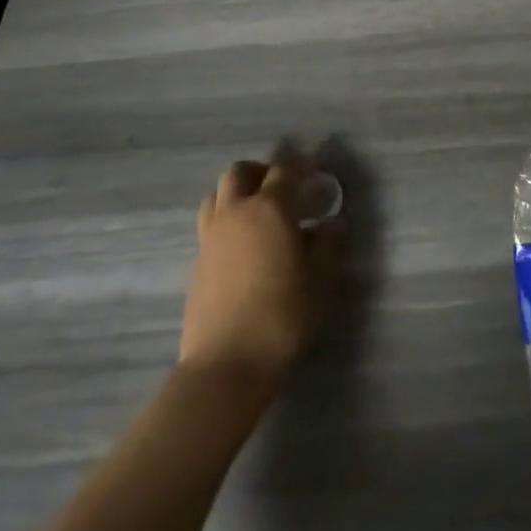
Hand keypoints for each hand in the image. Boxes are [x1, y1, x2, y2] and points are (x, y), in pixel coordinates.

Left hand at [180, 157, 343, 385]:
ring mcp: (210, 238)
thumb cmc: (282, 316)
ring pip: (217, 196)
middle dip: (261, 172)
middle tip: (281, 187)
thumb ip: (329, 245)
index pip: (285, 171)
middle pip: (239, 173)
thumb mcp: (320, 280)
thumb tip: (333, 224)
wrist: (226, 364)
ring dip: (236, 193)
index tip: (314, 171)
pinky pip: (209, 226)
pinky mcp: (196, 264)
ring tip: (256, 212)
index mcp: (269, 209)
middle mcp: (236, 213)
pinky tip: (242, 248)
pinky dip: (226, 222)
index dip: (301, 166)